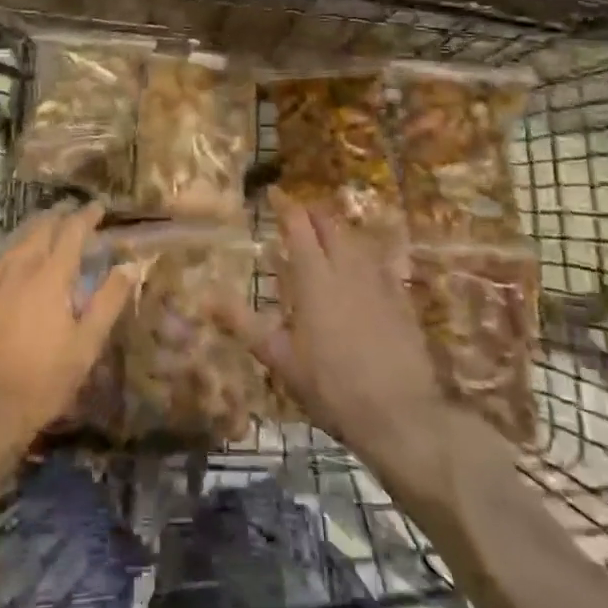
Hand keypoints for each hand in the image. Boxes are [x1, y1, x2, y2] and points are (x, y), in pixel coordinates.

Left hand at [0, 202, 135, 459]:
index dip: (86, 216)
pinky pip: (0, 257)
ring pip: (17, 239)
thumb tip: (129, 267)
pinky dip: (16, 245)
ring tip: (49, 223)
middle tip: (75, 212)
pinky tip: (18, 254)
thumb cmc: (42, 381)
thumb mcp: (86, 346)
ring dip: (36, 226)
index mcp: (50, 277)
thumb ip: (108, 302)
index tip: (99, 207)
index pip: (71, 232)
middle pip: (41, 228)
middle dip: (60, 215)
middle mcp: (20, 269)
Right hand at [226, 190, 443, 453]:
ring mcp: (379, 280)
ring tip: (325, 234)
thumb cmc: (331, 386)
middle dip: (312, 211)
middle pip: (330, 223)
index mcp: (314, 276)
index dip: (285, 205)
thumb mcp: (279, 358)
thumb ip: (243, 323)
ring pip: (356, 238)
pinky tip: (362, 263)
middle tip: (296, 213)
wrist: (401, 414)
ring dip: (338, 229)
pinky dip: (365, 252)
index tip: (273, 193)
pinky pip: (381, 260)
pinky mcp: (402, 298)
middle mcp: (347, 267)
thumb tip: (205, 298)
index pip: (298, 224)